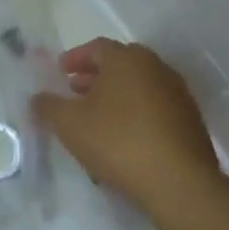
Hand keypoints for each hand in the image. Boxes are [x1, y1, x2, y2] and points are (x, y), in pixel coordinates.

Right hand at [33, 38, 221, 211]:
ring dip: (116, 96)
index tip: (59, 73)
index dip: (74, 58)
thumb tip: (38, 98)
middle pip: (120, 64)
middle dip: (95, 76)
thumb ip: (47, 106)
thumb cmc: (117, 141)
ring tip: (96, 117)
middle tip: (75, 92)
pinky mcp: (190, 121)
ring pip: (139, 86)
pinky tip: (122, 137)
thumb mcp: (68, 124)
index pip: (96, 47)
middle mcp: (156, 68)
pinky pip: (154, 108)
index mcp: (127, 59)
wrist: (178, 182)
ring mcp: (177, 94)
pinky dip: (135, 113)